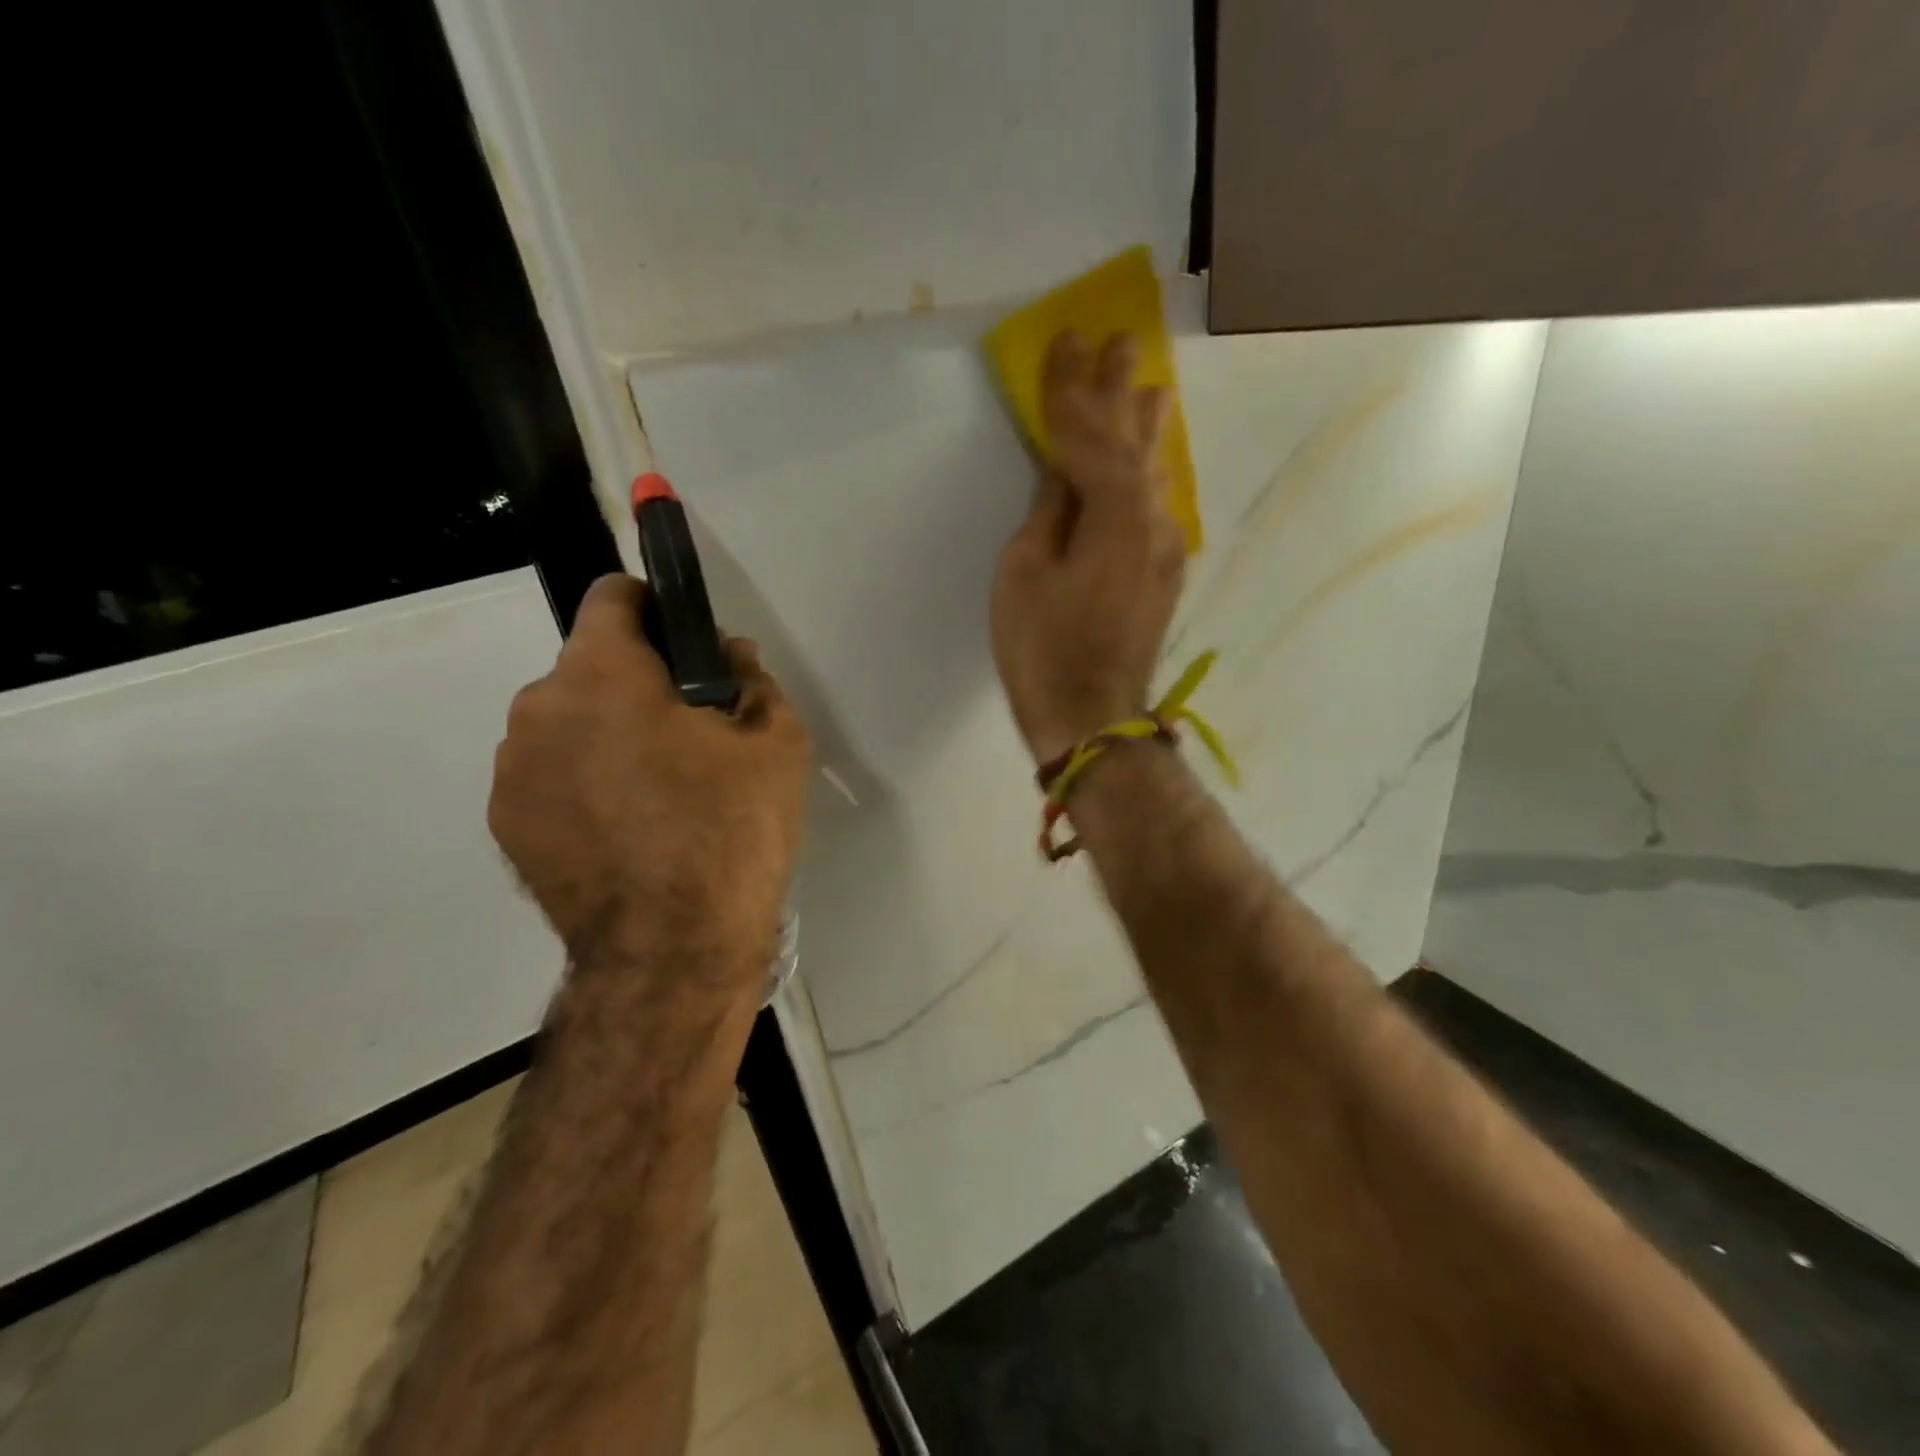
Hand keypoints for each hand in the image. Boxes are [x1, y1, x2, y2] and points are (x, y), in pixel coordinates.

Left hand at [488, 575, 810, 989]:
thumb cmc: (731, 831)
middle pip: (590, 667)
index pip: (612, 597)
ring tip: (660, 791)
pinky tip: (630, 829)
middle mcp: (538, 709)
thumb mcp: (777, 745)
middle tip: (692, 735)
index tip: (688, 645)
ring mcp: (512, 772)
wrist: (672, 951)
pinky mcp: (506, 826)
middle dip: (638, 683)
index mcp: (601, 675)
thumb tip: (731, 658)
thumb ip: (753, 682)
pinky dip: (585, 783)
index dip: (655, 608)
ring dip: (608, 735)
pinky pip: (551, 776)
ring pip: (568, 724)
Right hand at [991, 332, 1185, 764]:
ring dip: (1144, 427)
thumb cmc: (1043, 649)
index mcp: (1113, 515)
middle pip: (1132, 444)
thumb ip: (1049, 511)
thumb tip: (1062, 470)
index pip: (1090, 435)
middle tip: (1117, 342)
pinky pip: (1156, 504)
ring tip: (1149, 385)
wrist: (1092, 718)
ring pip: (1152, 473)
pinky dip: (1147, 472)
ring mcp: (1164, 549)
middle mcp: (1151, 522)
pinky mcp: (1163, 574)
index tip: (1066, 339)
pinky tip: (1150, 458)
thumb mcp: (1025, 573)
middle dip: (1117, 393)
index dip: (1073, 389)